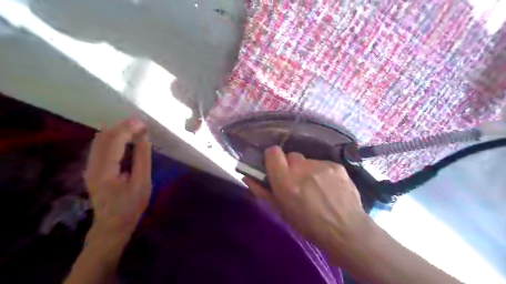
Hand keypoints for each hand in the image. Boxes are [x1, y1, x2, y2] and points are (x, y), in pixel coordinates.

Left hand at [84, 118, 150, 235]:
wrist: (112, 225)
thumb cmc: (131, 206)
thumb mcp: (142, 183)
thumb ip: (142, 158)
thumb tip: (143, 137)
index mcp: (104, 171)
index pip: (113, 142)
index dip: (127, 129)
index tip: (143, 123)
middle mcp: (92, 166)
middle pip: (102, 137)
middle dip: (122, 126)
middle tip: (140, 124)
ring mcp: (89, 167)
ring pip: (99, 140)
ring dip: (117, 131)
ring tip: (135, 128)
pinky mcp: (92, 168)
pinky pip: (100, 146)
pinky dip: (113, 138)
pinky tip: (126, 138)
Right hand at [243, 147, 370, 250]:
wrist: (346, 230)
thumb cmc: (308, 225)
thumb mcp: (281, 211)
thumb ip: (262, 191)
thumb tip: (247, 176)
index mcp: (286, 181)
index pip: (273, 152)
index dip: (273, 158)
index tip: (275, 167)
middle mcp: (302, 168)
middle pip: (291, 156)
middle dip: (291, 166)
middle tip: (297, 182)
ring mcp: (321, 165)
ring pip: (308, 161)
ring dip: (307, 170)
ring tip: (316, 187)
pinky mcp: (336, 165)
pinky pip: (322, 164)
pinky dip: (322, 172)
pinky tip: (329, 187)